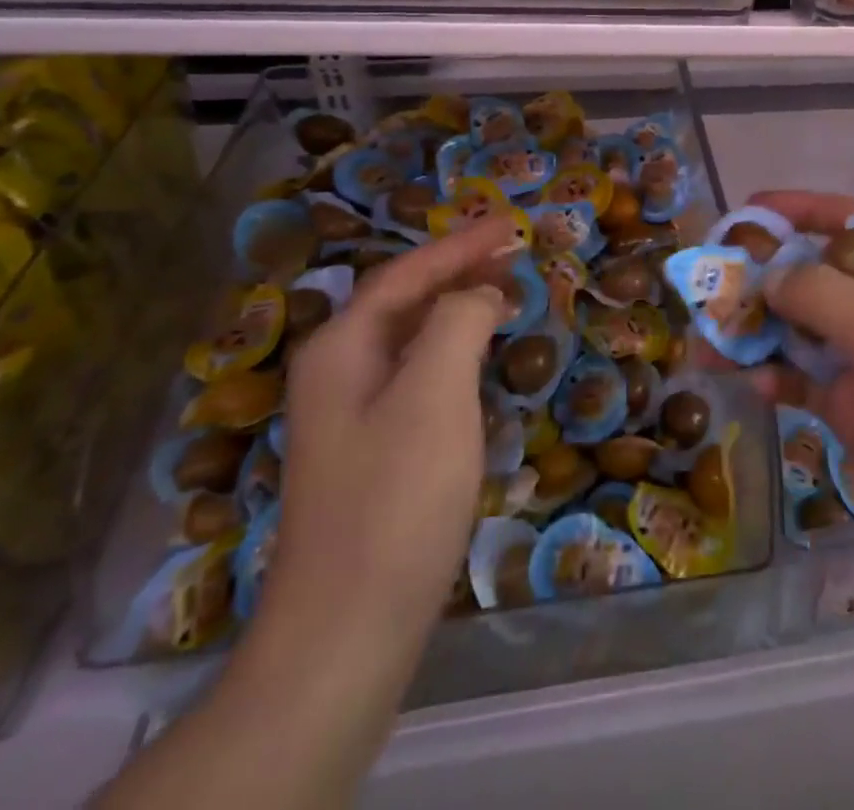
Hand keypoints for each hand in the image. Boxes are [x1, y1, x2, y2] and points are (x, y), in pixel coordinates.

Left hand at [225, 217, 517, 744]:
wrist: (346, 629)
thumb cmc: (396, 498)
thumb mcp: (435, 394)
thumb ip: (458, 321)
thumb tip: (479, 293)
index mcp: (343, 347)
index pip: (408, 272)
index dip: (462, 244)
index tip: (513, 223)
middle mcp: (338, 370)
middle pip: (404, 298)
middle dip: (459, 268)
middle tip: (515, 250)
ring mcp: (351, 414)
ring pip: (411, 336)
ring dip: (457, 305)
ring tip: (507, 290)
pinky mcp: (371, 450)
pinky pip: (417, 373)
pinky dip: (453, 349)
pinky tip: (479, 357)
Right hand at [749, 192, 853, 609]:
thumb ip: (821, 294)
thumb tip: (768, 277)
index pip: (850, 221)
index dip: (799, 210)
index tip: (747, 210)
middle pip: (817, 276)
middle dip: (765, 276)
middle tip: (709, 283)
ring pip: (804, 332)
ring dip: (758, 332)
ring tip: (706, 338)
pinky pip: (808, 383)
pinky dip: (778, 379)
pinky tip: (751, 384)